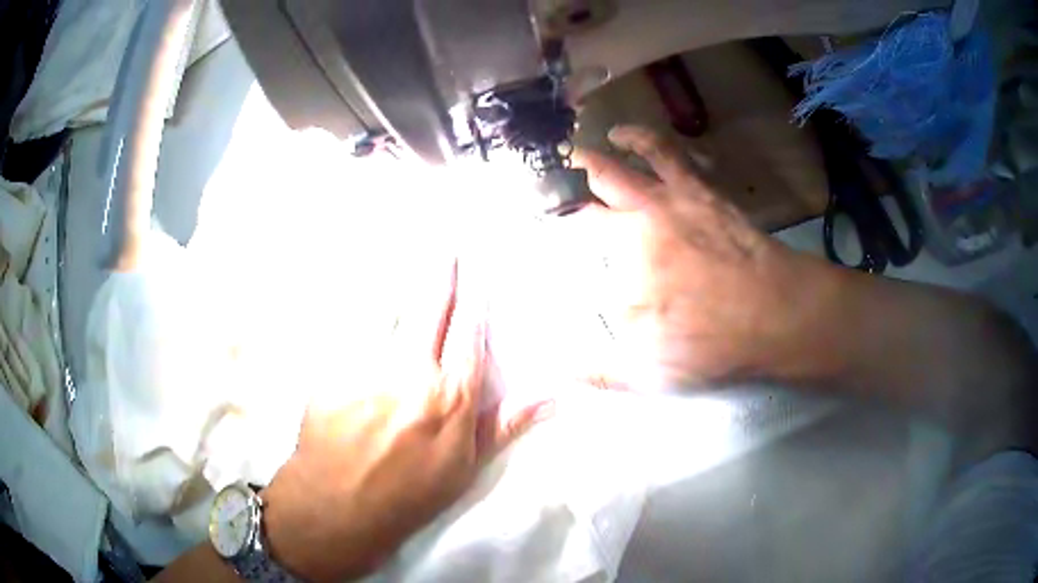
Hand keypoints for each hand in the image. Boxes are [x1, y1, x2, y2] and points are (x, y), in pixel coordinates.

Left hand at [260, 262, 550, 581]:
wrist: (338, 505)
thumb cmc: (409, 494)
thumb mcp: (464, 468)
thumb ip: (504, 424)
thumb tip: (553, 396)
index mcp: (451, 397)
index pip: (469, 333)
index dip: (473, 299)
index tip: (476, 272)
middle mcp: (411, 372)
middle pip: (430, 308)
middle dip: (440, 273)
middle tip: (445, 247)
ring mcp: (367, 366)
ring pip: (388, 311)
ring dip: (401, 287)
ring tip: (405, 259)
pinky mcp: (332, 368)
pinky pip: (352, 330)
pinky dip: (362, 314)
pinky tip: (362, 306)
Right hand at [574, 125, 838, 389]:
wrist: (775, 312)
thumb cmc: (712, 341)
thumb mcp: (647, 373)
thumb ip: (597, 370)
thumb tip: (556, 366)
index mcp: (622, 258)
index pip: (578, 235)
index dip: (561, 229)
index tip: (548, 228)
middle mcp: (640, 219)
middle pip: (599, 188)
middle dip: (573, 180)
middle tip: (557, 175)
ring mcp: (673, 199)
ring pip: (631, 161)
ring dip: (609, 149)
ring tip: (598, 141)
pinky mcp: (703, 190)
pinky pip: (673, 154)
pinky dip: (653, 140)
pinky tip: (642, 138)